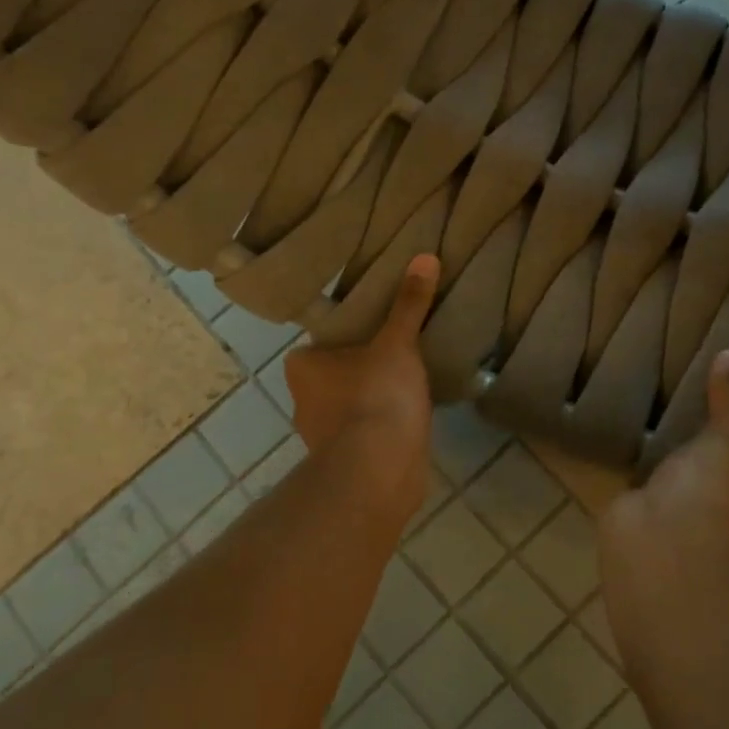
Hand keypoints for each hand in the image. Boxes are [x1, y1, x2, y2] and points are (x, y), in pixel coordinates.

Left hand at [283, 254, 439, 519]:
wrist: (380, 472)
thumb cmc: (376, 397)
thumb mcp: (397, 343)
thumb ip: (408, 304)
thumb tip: (425, 256)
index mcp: (303, 367)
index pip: (322, 341)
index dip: (349, 334)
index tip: (377, 328)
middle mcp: (303, 400)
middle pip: (337, 372)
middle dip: (363, 366)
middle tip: (399, 349)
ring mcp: (323, 436)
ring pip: (351, 404)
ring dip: (373, 398)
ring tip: (409, 382)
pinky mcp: (348, 462)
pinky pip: (366, 432)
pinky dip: (382, 425)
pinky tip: (409, 417)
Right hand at [600, 350, 728, 600]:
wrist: (655, 549)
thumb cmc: (714, 503)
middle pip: (722, 489)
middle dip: (710, 461)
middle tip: (701, 415)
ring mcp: (684, 535)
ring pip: (682, 492)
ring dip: (673, 469)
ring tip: (666, 421)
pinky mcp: (644, 526)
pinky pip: (646, 491)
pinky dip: (641, 473)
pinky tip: (635, 441)